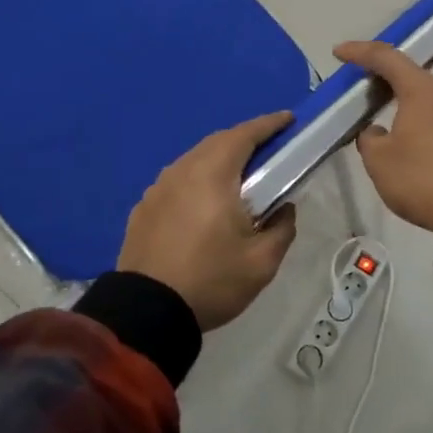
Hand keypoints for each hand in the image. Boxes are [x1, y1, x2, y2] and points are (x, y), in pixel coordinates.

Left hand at [117, 112, 299, 331]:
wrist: (147, 311)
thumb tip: (284, 208)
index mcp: (212, 174)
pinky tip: (204, 204)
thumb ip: (282, 228)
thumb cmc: (211, 280)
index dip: (268, 124)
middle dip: (244, 140)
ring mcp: (157, 188)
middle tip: (269, 151)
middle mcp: (182, 170)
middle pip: (217, 143)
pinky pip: (177, 182)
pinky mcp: (143, 208)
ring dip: (218, 161)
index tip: (288, 120)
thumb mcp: (262, 262)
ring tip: (239, 178)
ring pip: (194, 161)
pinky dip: (197, 181)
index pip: (244, 135)